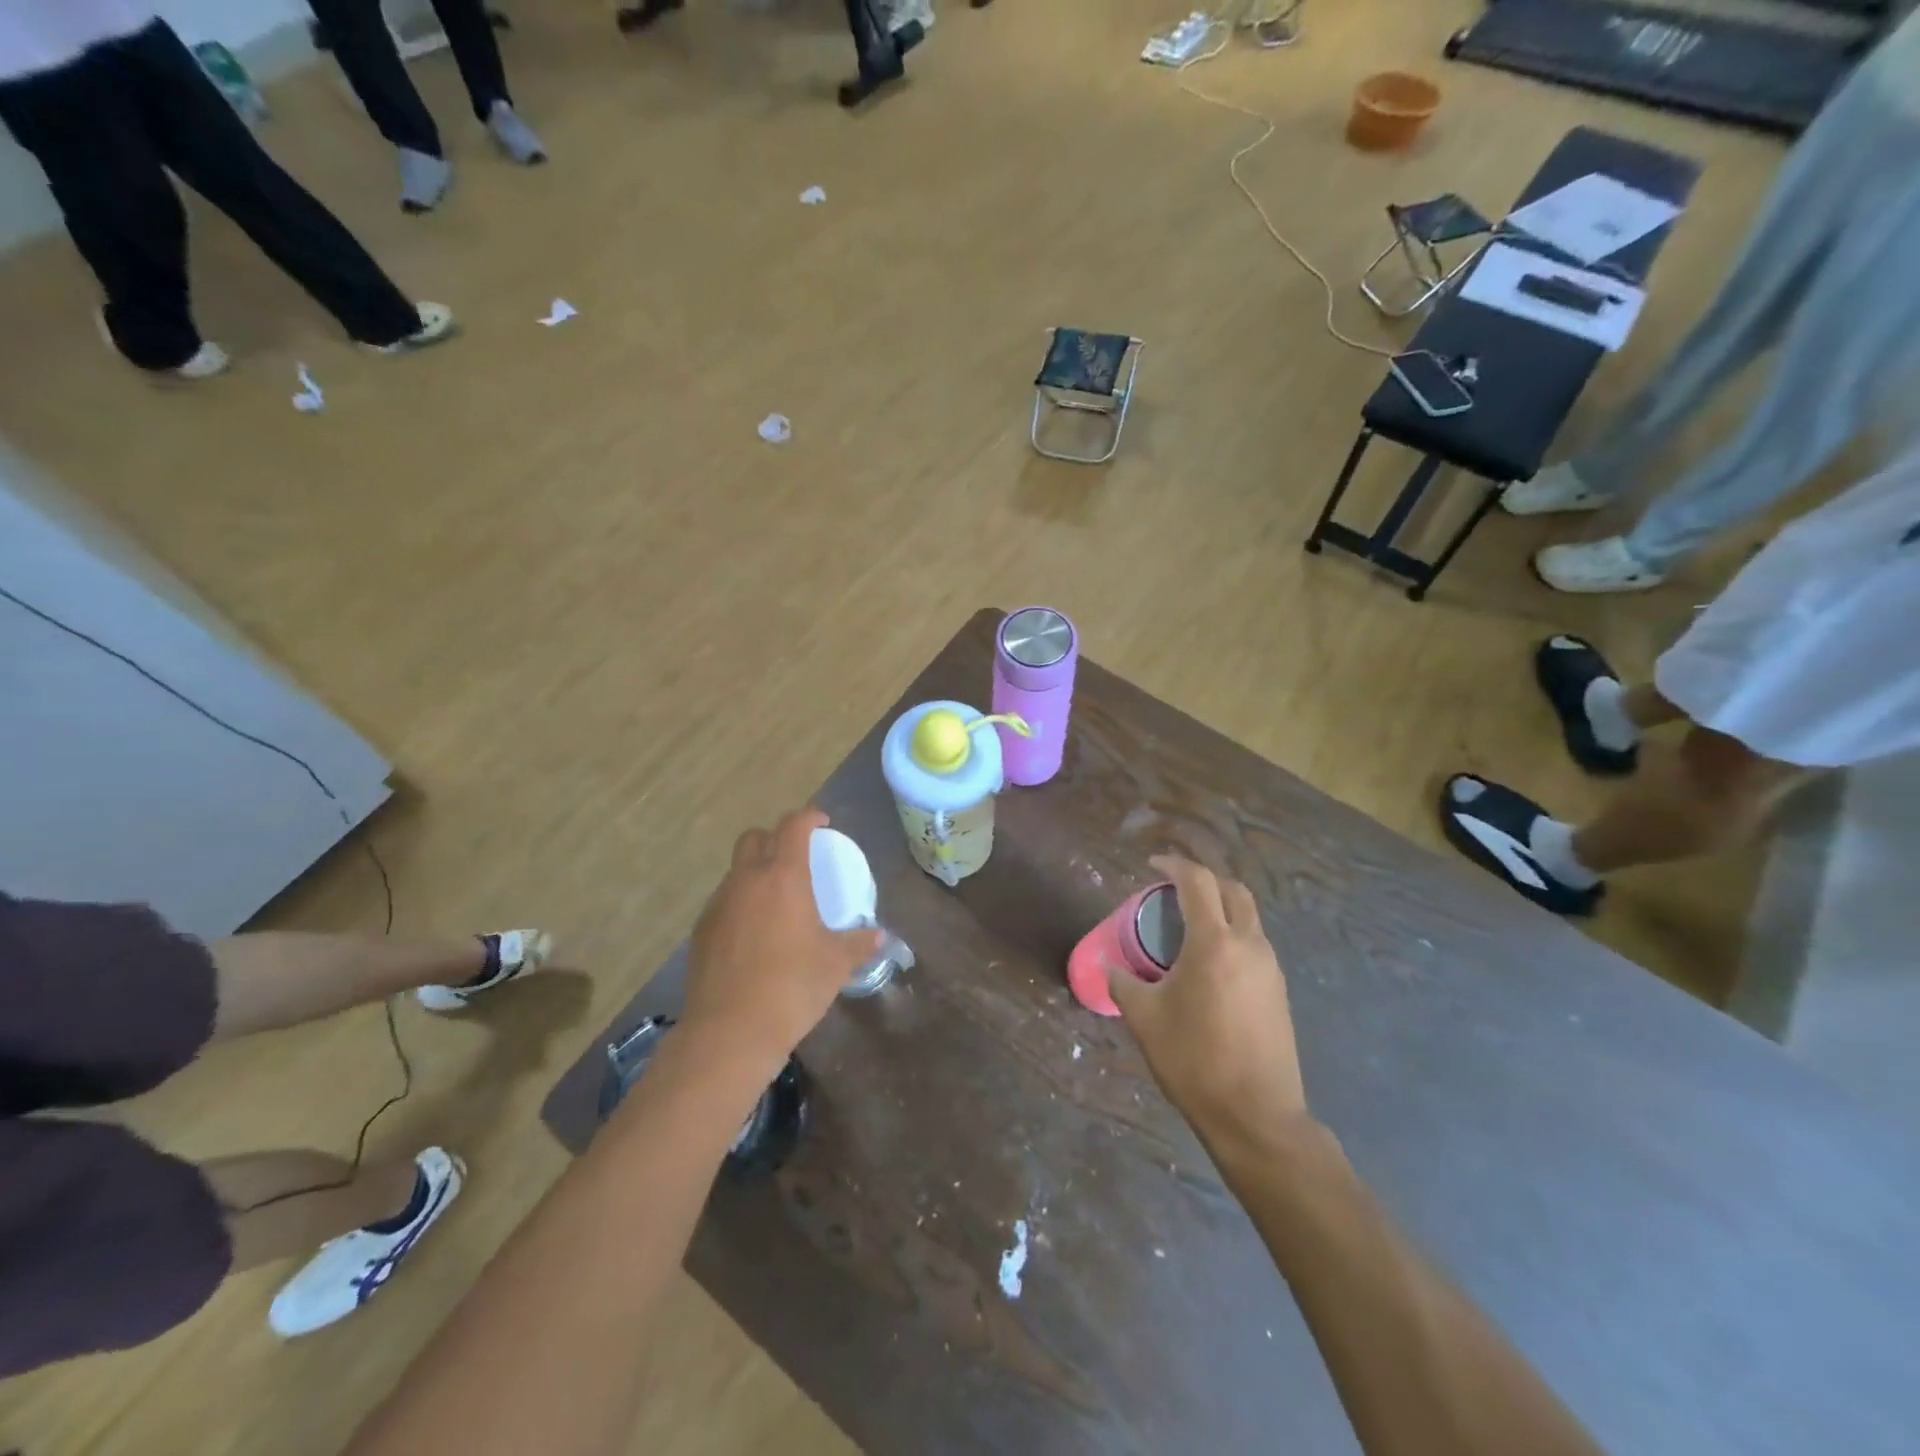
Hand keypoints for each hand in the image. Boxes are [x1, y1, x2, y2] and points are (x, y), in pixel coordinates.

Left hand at [682, 807, 882, 1073]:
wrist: (729, 1032)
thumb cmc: (792, 988)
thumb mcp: (836, 964)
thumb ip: (859, 943)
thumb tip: (878, 936)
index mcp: (783, 877)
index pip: (793, 826)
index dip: (809, 816)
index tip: (823, 823)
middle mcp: (746, 880)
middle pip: (755, 838)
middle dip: (776, 837)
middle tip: (797, 858)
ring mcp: (718, 904)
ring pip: (736, 870)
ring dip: (756, 872)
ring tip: (777, 901)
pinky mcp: (701, 930)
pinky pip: (724, 901)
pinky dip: (741, 903)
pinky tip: (755, 934)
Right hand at [1106, 855, 1309, 1149]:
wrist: (1256, 1115)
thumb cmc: (1194, 1060)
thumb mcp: (1144, 1018)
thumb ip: (1122, 982)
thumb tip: (1108, 965)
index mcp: (1214, 943)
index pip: (1197, 882)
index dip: (1174, 866)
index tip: (1153, 865)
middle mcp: (1249, 945)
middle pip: (1233, 891)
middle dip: (1204, 880)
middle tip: (1175, 890)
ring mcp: (1270, 968)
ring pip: (1249, 918)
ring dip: (1221, 909)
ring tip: (1189, 927)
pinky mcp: (1279, 991)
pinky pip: (1255, 945)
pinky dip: (1232, 935)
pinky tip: (1210, 964)